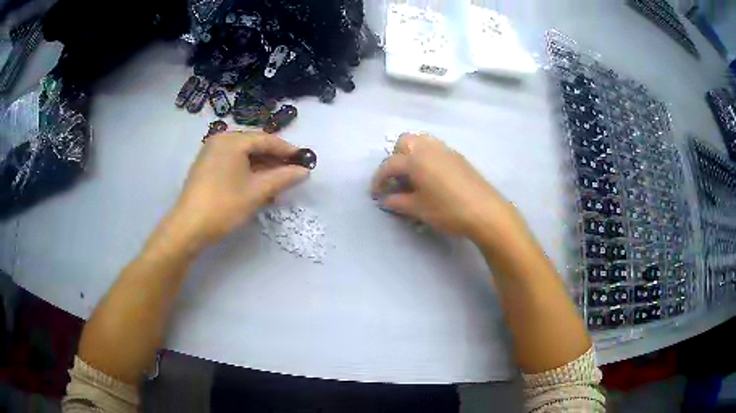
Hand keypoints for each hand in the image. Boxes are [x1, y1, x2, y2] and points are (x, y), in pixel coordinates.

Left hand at [170, 131, 308, 246]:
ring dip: (261, 167)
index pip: (266, 139)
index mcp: (232, 140)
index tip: (304, 159)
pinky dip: (247, 171)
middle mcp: (220, 140)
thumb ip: (283, 178)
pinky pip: (232, 163)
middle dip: (274, 159)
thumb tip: (305, 171)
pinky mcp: (205, 167)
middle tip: (292, 171)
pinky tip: (258, 184)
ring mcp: (210, 153)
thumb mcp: (257, 191)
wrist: (188, 227)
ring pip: (243, 156)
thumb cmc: (224, 205)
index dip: (287, 150)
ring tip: (278, 181)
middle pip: (254, 146)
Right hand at [371, 133, 521, 240]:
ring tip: (413, 175)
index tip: (376, 194)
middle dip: (395, 158)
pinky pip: (435, 148)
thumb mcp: (419, 209)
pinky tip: (431, 177)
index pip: (389, 165)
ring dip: (411, 153)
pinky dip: (426, 156)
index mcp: (415, 159)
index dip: (379, 179)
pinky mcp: (458, 156)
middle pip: (404, 142)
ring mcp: (445, 150)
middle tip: (397, 179)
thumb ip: (398, 202)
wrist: (485, 211)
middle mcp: (428, 148)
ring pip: (421, 141)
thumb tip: (386, 199)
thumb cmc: (448, 211)